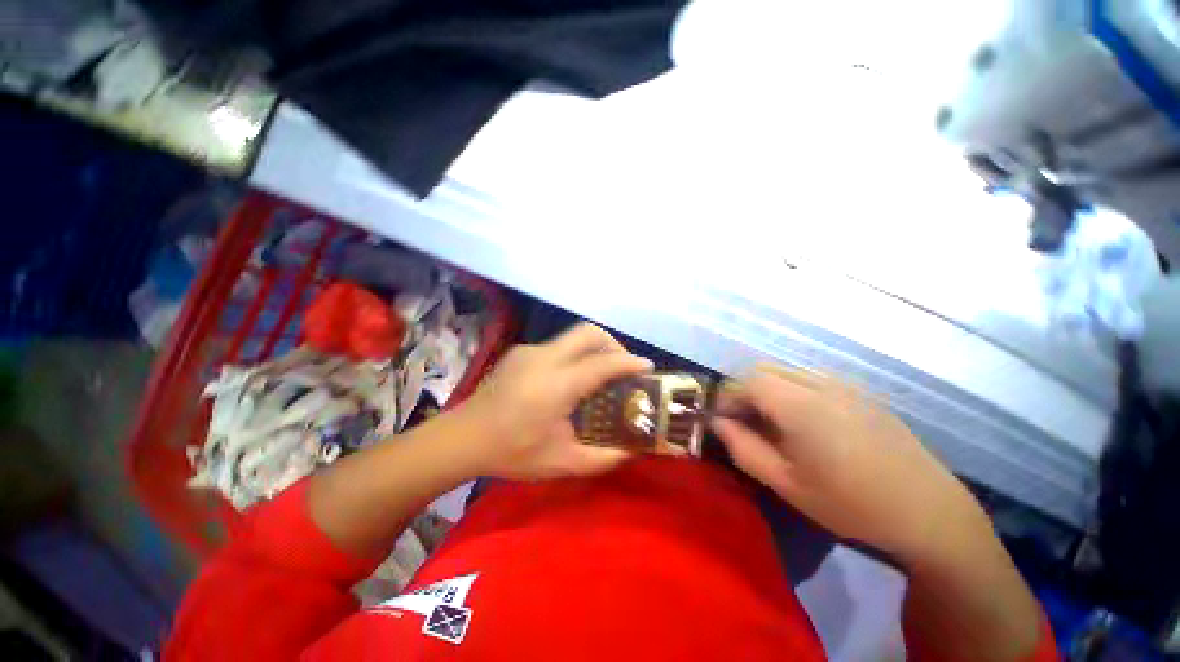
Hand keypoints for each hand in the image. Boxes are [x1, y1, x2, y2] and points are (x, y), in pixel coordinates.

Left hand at [459, 323, 652, 480]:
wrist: (463, 438)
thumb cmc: (513, 452)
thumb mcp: (563, 463)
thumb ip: (604, 457)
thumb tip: (633, 449)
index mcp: (557, 385)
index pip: (603, 363)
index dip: (629, 362)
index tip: (647, 367)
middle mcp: (544, 358)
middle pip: (588, 332)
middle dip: (613, 344)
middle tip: (623, 366)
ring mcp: (530, 351)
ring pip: (573, 336)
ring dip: (594, 348)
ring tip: (600, 373)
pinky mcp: (520, 351)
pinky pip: (557, 346)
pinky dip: (574, 355)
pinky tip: (570, 379)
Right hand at [711, 367, 980, 562]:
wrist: (930, 512)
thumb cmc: (851, 504)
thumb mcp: (786, 484)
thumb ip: (743, 448)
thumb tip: (718, 423)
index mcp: (800, 405)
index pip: (747, 382)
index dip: (728, 397)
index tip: (722, 420)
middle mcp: (820, 384)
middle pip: (765, 370)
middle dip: (745, 391)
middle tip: (744, 422)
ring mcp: (844, 385)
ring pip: (788, 372)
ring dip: (768, 389)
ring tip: (771, 423)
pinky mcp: (861, 393)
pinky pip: (812, 380)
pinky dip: (792, 391)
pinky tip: (805, 423)